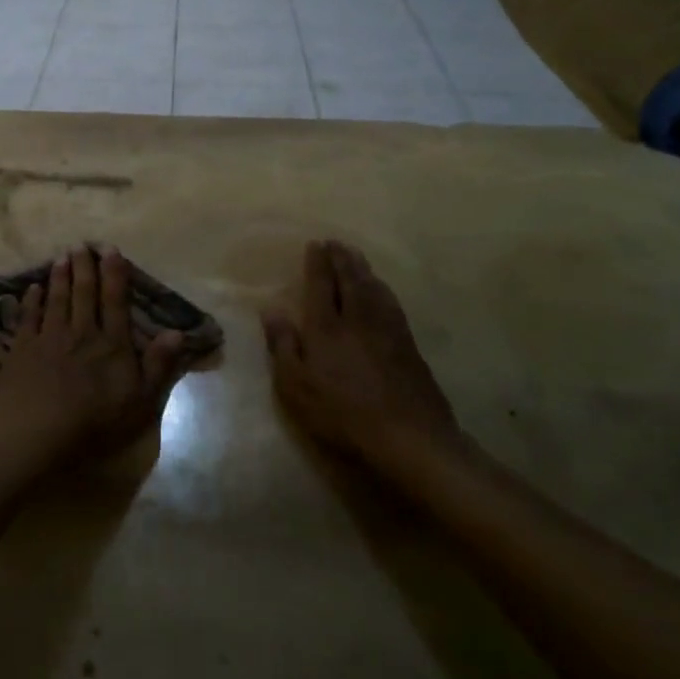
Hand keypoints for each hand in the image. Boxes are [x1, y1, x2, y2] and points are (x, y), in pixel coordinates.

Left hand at [0, 245, 186, 461]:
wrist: (38, 430)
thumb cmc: (95, 421)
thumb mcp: (141, 401)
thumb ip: (158, 365)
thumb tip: (176, 332)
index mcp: (112, 344)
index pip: (115, 301)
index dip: (114, 274)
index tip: (111, 250)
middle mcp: (82, 332)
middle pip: (83, 293)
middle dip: (84, 267)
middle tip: (80, 244)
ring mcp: (50, 338)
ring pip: (57, 300)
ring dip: (60, 277)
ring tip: (61, 257)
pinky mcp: (23, 349)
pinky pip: (29, 318)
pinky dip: (31, 301)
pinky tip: (32, 288)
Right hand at [263, 241, 460, 469]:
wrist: (409, 436)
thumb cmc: (342, 414)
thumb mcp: (296, 386)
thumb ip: (283, 345)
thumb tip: (271, 309)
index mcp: (326, 328)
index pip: (320, 286)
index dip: (317, 264)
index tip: (315, 244)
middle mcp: (358, 319)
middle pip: (350, 280)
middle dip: (342, 259)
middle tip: (336, 242)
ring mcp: (387, 330)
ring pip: (374, 288)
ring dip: (363, 269)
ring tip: (356, 257)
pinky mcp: (408, 344)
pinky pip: (391, 303)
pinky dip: (382, 288)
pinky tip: (382, 290)